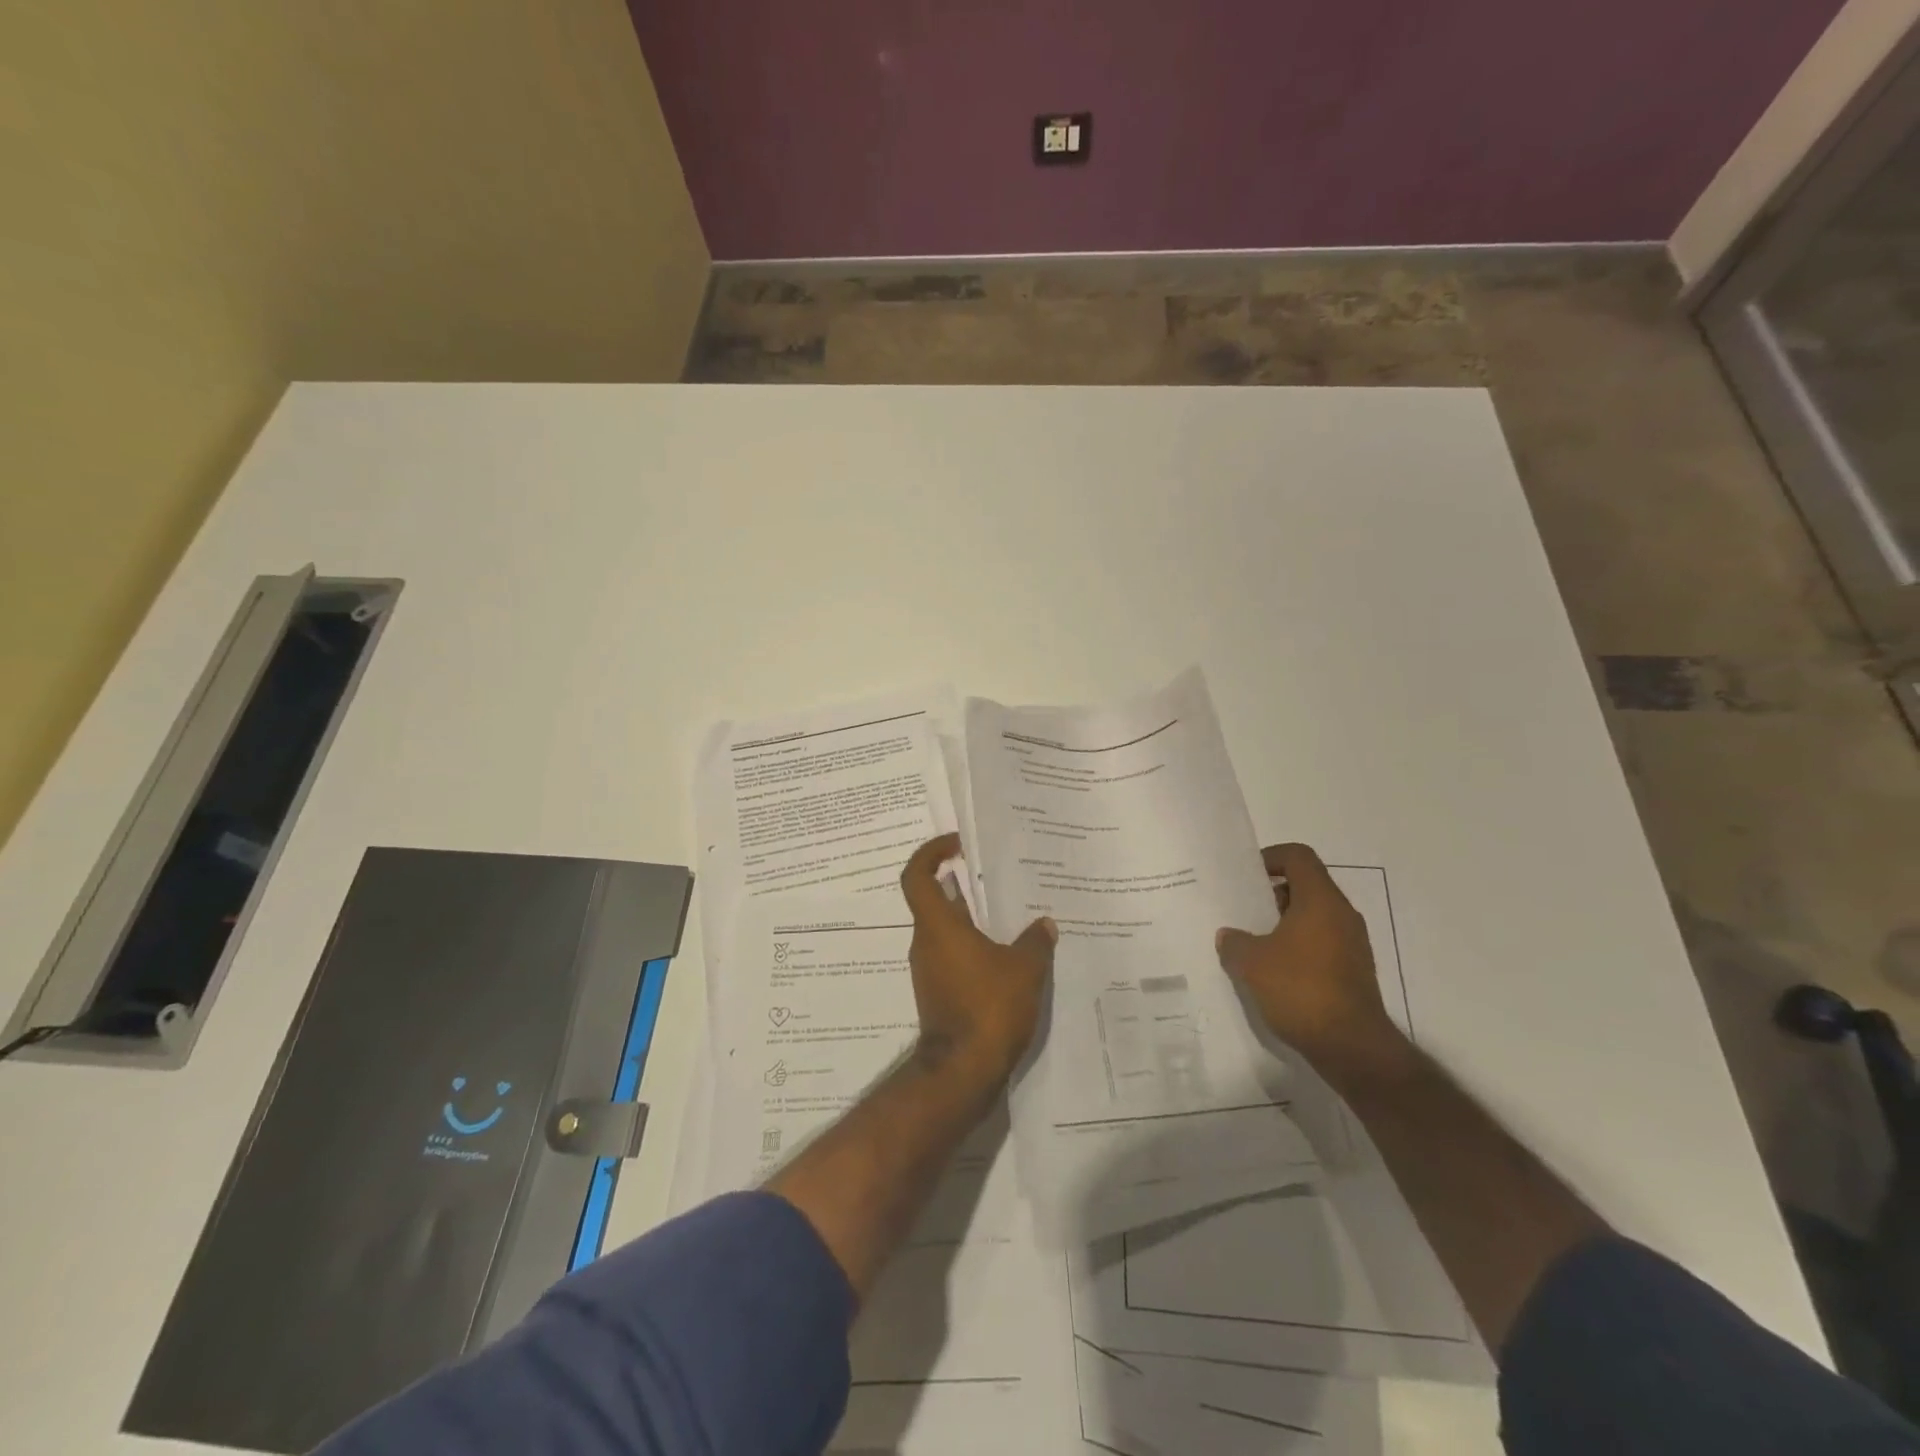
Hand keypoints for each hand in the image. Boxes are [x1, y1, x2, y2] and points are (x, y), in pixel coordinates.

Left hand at [900, 833, 1055, 1084]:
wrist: (963, 1071)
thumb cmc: (988, 1007)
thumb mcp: (1024, 969)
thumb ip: (1035, 941)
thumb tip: (1044, 924)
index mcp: (938, 926)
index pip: (917, 875)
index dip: (930, 852)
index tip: (956, 843)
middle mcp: (926, 943)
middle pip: (934, 900)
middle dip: (961, 883)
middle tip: (993, 874)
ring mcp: (930, 969)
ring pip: (946, 930)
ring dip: (971, 917)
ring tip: (1009, 911)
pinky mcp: (939, 992)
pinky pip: (953, 955)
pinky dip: (974, 945)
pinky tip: (1006, 952)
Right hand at [1216, 843, 1404, 1077]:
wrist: (1352, 1047)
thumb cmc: (1300, 989)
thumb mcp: (1251, 962)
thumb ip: (1233, 941)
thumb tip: (1229, 935)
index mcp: (1320, 900)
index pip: (1298, 857)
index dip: (1270, 857)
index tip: (1245, 875)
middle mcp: (1342, 915)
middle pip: (1306, 886)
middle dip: (1271, 893)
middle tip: (1241, 909)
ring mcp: (1352, 944)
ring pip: (1313, 916)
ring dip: (1283, 922)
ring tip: (1251, 941)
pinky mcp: (1353, 971)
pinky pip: (1321, 943)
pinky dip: (1296, 946)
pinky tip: (1272, 970)